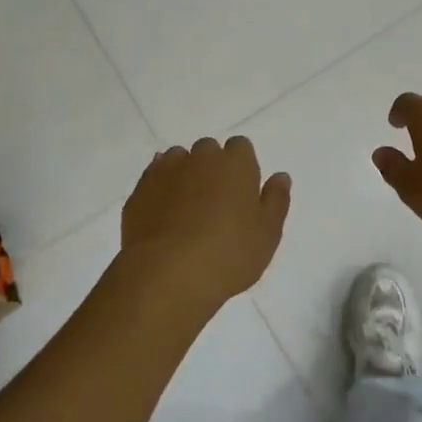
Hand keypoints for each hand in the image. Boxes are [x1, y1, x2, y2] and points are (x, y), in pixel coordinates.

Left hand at [120, 137, 290, 314]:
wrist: (167, 274)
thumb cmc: (228, 254)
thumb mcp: (267, 234)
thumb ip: (276, 200)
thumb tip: (280, 176)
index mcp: (236, 163)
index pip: (241, 147)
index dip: (241, 167)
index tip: (241, 192)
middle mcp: (201, 157)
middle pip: (208, 150)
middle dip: (211, 168)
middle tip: (214, 204)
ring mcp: (167, 169)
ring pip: (178, 160)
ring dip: (184, 175)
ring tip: (185, 210)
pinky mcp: (140, 189)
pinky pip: (153, 178)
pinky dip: (159, 190)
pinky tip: (163, 215)